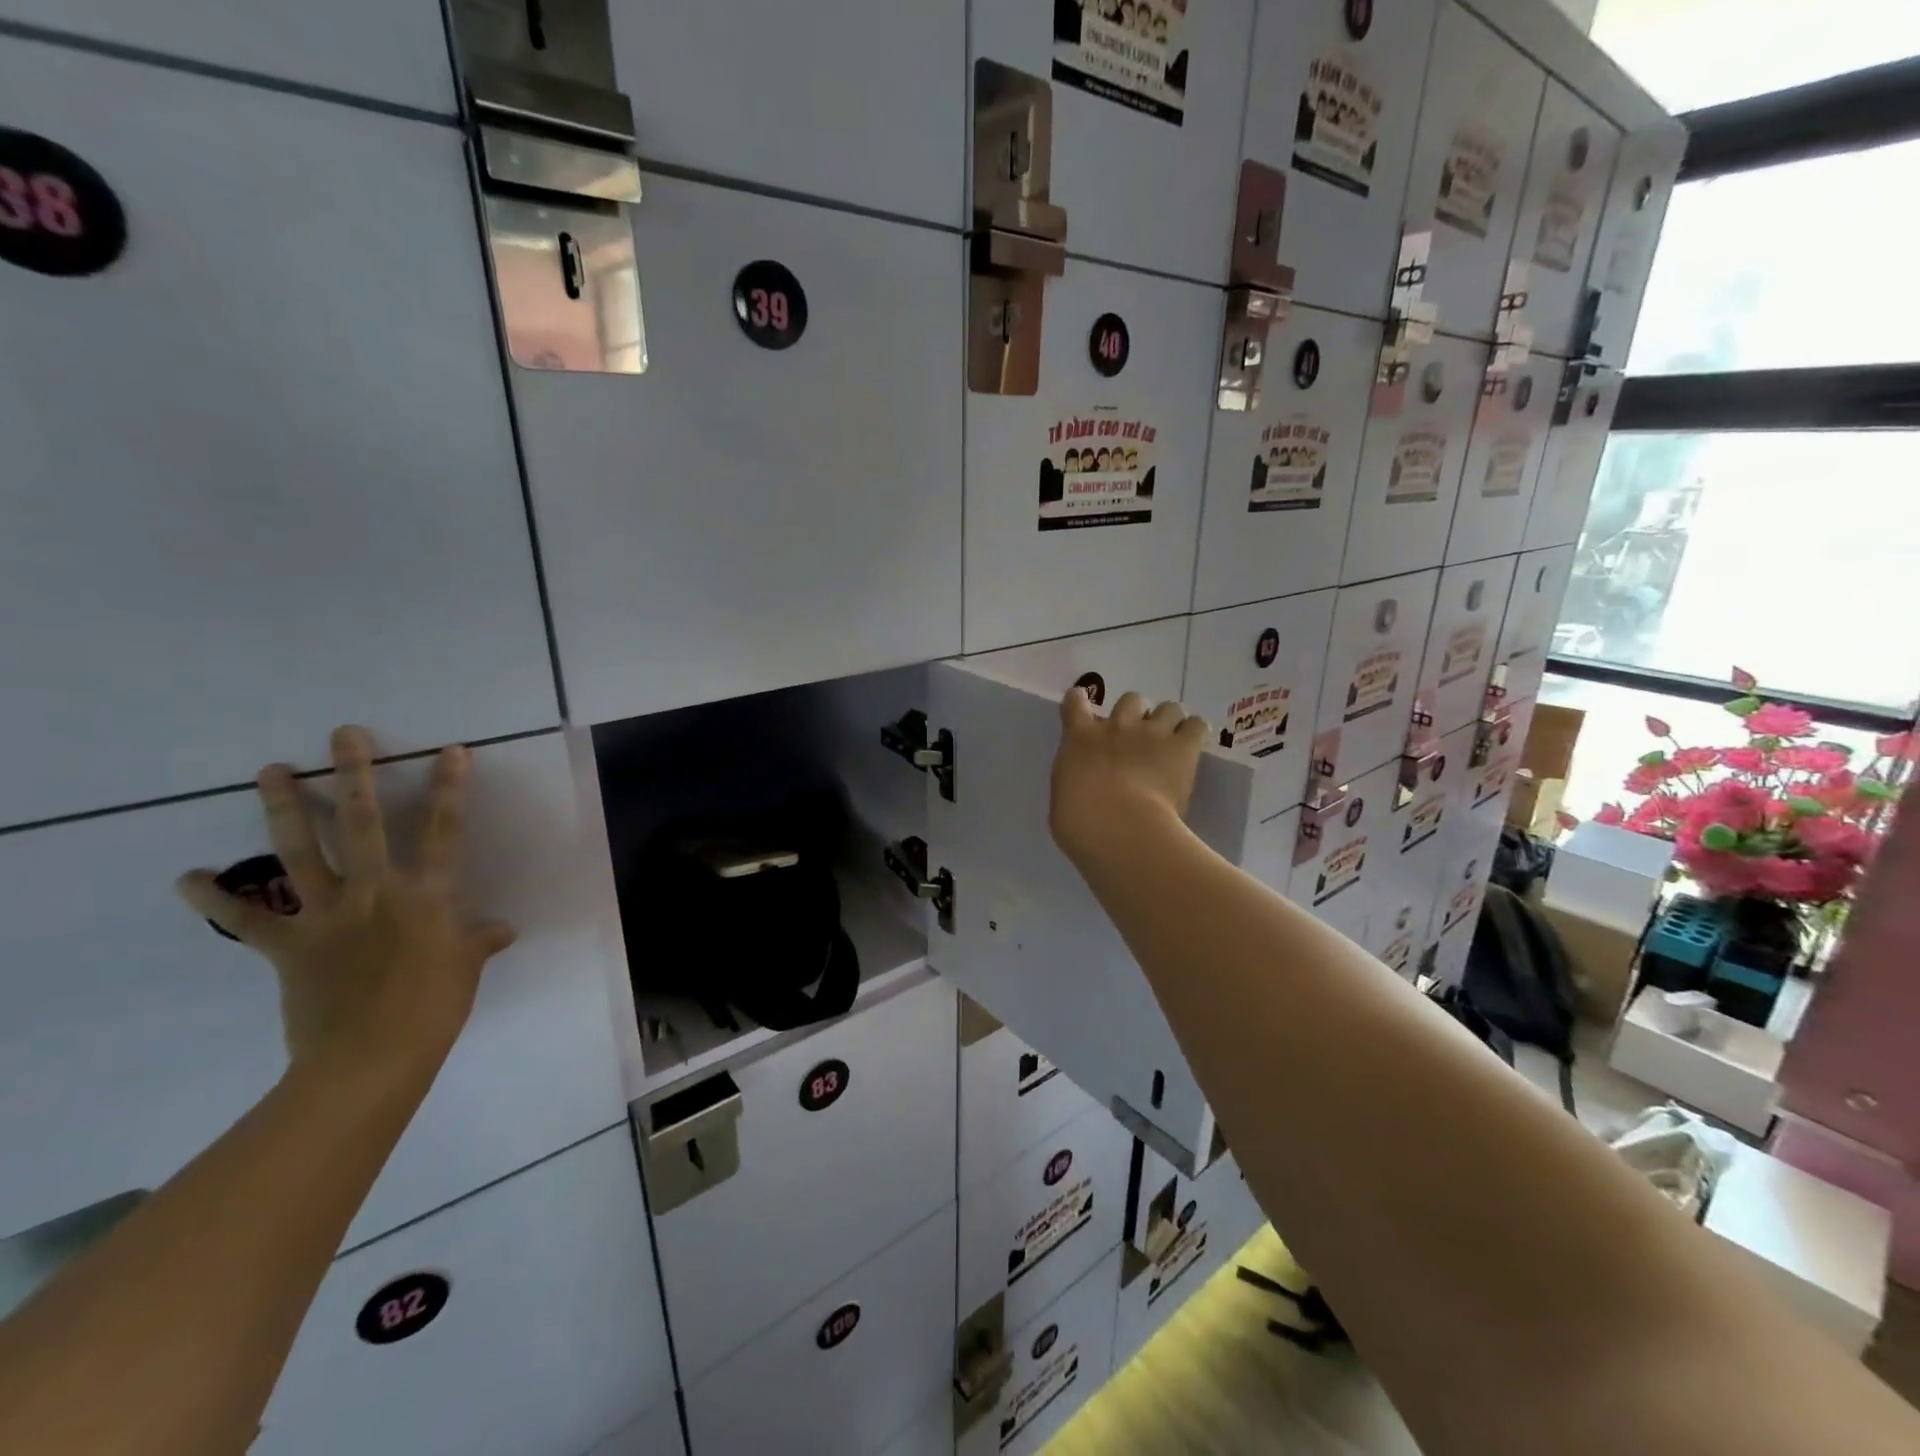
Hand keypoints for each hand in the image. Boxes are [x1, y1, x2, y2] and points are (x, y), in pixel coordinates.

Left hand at [177, 727, 515, 1088]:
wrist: (370, 1057)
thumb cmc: (433, 1007)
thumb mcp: (466, 968)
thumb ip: (480, 940)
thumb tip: (504, 928)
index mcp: (428, 895)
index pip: (445, 830)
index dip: (449, 788)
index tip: (450, 751)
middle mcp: (377, 891)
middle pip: (365, 823)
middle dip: (355, 774)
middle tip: (343, 735)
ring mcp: (328, 915)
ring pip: (301, 852)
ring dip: (284, 808)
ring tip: (269, 770)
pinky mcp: (288, 945)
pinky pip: (247, 918)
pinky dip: (215, 898)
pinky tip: (189, 876)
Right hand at [1050, 688, 1209, 868]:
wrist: (1119, 828)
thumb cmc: (1079, 823)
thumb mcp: (1063, 798)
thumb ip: (1075, 781)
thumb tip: (1083, 785)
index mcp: (1080, 738)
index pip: (1075, 702)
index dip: (1080, 700)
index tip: (1083, 706)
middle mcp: (1117, 726)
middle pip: (1131, 700)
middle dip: (1135, 714)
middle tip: (1137, 738)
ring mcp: (1152, 733)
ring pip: (1168, 708)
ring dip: (1168, 722)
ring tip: (1170, 742)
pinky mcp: (1182, 747)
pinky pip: (1196, 726)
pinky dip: (1195, 733)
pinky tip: (1193, 748)